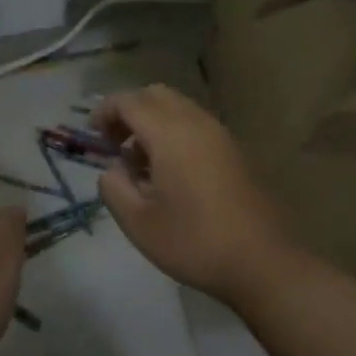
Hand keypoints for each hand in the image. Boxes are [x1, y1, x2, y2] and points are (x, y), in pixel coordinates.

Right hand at [92, 85, 293, 299]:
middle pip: (155, 94)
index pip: (129, 101)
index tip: (94, 136)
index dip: (105, 112)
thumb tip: (112, 169)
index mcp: (169, 133)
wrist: (262, 261)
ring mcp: (219, 134)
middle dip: (129, 111)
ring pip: (178, 107)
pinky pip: (195, 123)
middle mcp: (195, 122)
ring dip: (153, 122)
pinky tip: (170, 172)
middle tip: (115, 143)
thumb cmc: (194, 241)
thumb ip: (113, 187)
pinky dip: (174, 132)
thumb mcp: (138, 222)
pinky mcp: (234, 150)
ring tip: (141, 162)